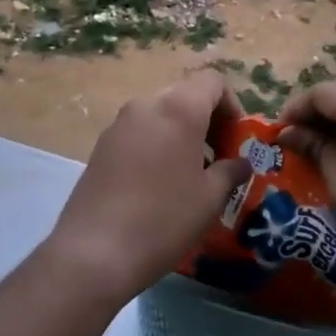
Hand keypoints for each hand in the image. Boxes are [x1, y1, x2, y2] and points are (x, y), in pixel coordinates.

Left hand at [43, 73, 251, 308]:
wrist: (94, 252)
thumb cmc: (163, 220)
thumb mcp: (209, 199)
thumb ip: (230, 172)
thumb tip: (240, 163)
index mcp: (179, 109)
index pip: (213, 83)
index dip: (232, 105)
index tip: (237, 140)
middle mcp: (146, 105)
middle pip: (186, 96)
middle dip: (207, 121)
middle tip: (218, 159)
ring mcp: (119, 124)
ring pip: (160, 115)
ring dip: (181, 134)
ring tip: (189, 175)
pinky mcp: (101, 145)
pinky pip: (139, 133)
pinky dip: (156, 145)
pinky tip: (157, 185)